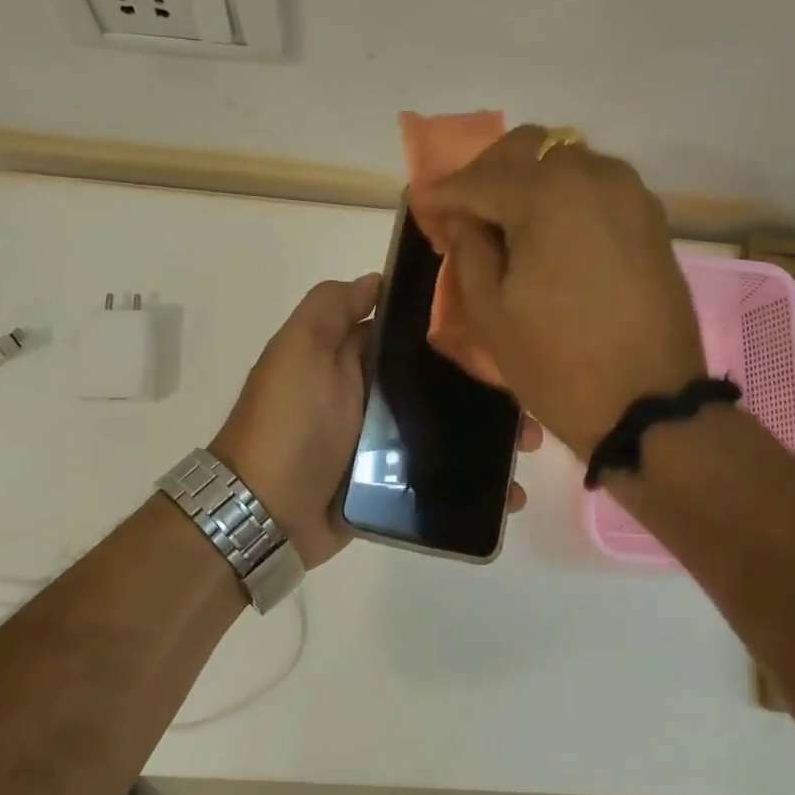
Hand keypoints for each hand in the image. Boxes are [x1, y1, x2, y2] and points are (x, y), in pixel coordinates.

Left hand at [212, 274, 541, 568]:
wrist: (265, 514)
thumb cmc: (288, 423)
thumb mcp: (299, 350)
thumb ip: (330, 308)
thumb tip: (377, 280)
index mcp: (353, 357)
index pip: (412, 332)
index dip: (455, 327)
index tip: (503, 328)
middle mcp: (372, 394)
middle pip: (439, 381)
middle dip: (485, 386)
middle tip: (529, 400)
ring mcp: (383, 442)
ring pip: (448, 428)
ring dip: (491, 435)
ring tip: (530, 445)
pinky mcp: (393, 484)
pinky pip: (441, 475)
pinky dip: (476, 482)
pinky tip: (509, 490)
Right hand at [418, 126, 706, 457]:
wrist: (649, 405)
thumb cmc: (557, 364)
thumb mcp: (490, 312)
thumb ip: (468, 250)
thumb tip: (462, 217)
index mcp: (546, 195)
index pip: (477, 179)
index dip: (442, 194)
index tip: (421, 208)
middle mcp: (592, 175)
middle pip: (526, 148)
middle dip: (486, 173)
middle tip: (464, 214)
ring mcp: (629, 193)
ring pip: (564, 160)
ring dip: (527, 180)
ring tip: (506, 224)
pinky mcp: (650, 218)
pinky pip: (595, 185)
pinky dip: (563, 196)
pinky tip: (548, 233)